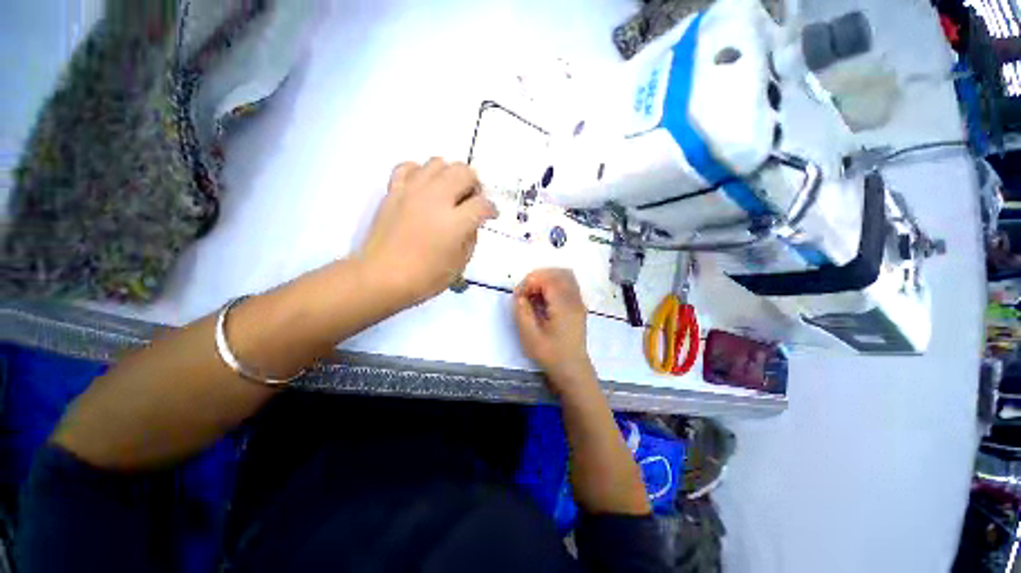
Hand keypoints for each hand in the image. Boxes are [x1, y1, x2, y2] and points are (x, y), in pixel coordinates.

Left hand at [360, 159, 495, 305]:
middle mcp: (436, 199)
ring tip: (449, 193)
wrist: (382, 277)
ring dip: (450, 175)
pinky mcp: (394, 191)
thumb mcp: (459, 264)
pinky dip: (420, 172)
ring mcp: (413, 192)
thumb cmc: (425, 277)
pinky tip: (424, 188)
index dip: (491, 209)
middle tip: (471, 200)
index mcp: (455, 222)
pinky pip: (408, 167)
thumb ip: (470, 238)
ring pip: (438, 162)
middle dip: (474, 184)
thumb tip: (471, 223)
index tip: (491, 215)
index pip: (482, 204)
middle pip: (464, 172)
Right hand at [513, 269, 596, 395]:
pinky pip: (568, 283)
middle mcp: (574, 299)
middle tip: (526, 292)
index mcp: (563, 306)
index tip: (520, 296)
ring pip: (565, 275)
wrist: (572, 369)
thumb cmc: (551, 354)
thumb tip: (519, 294)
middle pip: (559, 272)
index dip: (531, 281)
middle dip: (538, 276)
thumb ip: (522, 312)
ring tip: (534, 293)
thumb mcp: (530, 336)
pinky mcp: (578, 305)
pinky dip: (554, 283)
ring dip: (547, 278)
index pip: (548, 279)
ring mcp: (579, 301)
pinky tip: (545, 297)